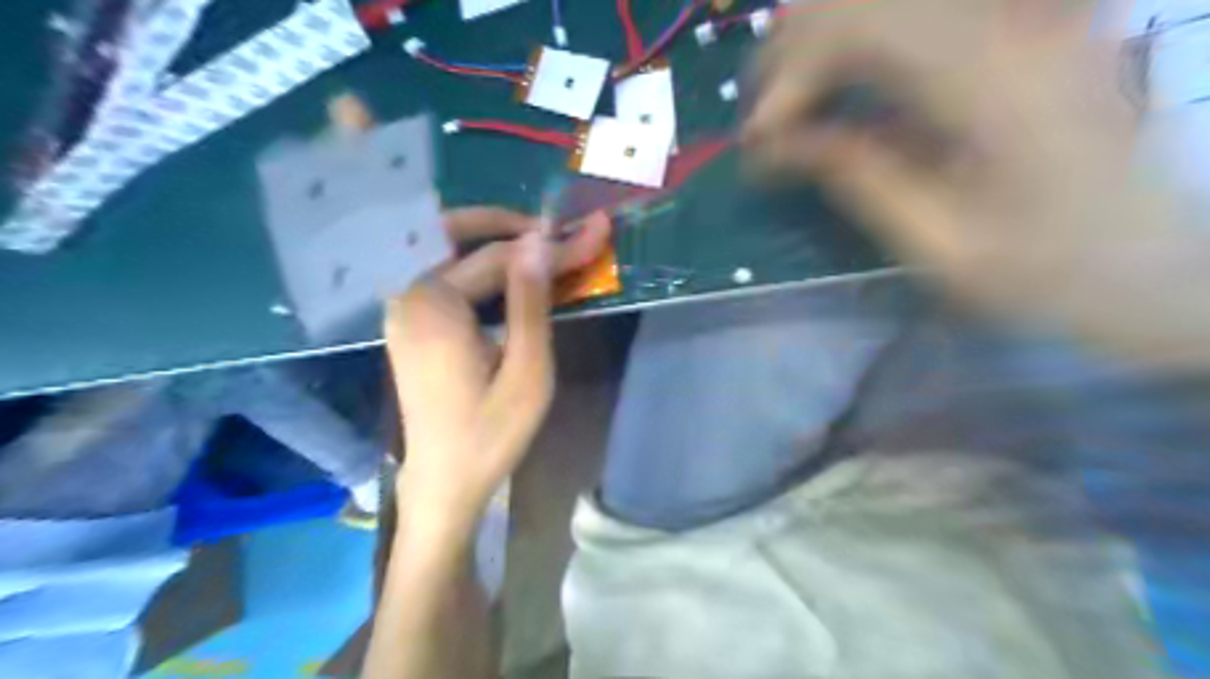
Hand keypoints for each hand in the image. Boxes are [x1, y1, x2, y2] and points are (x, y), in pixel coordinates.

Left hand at [387, 208, 610, 533]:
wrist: (444, 482)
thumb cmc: (491, 433)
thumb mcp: (527, 371)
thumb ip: (530, 302)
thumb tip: (540, 240)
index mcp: (434, 304)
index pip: (499, 256)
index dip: (550, 244)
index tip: (593, 232)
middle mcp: (407, 296)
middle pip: (454, 234)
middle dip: (505, 222)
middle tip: (550, 228)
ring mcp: (402, 309)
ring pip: (444, 250)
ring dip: (489, 240)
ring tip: (538, 245)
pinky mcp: (409, 324)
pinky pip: (441, 275)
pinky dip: (475, 265)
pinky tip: (507, 276)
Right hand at [748, 0, 1209, 365]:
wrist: (1160, 262)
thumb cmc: (1050, 272)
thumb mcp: (940, 245)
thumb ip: (859, 178)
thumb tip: (780, 141)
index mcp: (993, 83)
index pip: (858, 28)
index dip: (789, 78)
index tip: (758, 143)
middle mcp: (1011, 24)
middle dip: (791, 55)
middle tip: (762, 122)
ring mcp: (1023, 17)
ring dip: (820, 44)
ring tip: (789, 104)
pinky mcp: (1023, 28)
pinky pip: (917, 16)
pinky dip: (860, 44)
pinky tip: (841, 85)